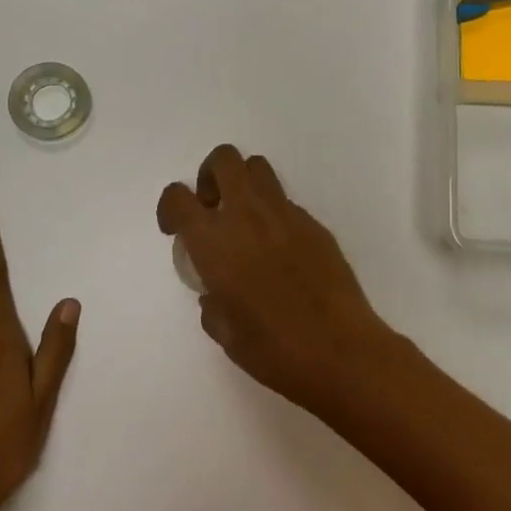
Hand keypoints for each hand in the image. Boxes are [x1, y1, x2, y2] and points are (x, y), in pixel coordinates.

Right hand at [158, 144, 400, 415]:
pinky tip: (280, 251)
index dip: (170, 207)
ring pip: (258, 168)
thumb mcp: (226, 333)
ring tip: (244, 222)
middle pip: (224, 159)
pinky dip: (273, 214)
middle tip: (212, 209)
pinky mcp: (314, 224)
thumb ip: (212, 303)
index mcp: (215, 242)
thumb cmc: (274, 350)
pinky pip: (285, 202)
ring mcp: (285, 215)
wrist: (340, 351)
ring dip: (243, 184)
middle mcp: (247, 216)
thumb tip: (215, 293)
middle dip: (210, 176)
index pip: (178, 197)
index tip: (175, 229)